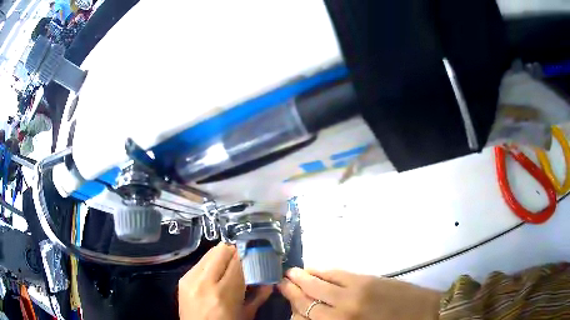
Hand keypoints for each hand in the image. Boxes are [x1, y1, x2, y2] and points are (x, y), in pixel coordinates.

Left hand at [178, 243, 271, 319]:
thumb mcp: (246, 314)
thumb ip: (259, 295)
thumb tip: (269, 278)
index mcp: (223, 294)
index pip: (238, 261)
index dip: (249, 255)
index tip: (257, 255)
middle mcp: (204, 282)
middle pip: (222, 250)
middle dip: (236, 252)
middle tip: (244, 260)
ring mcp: (190, 279)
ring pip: (210, 253)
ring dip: (222, 256)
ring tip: (230, 266)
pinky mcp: (182, 279)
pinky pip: (200, 262)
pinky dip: (211, 263)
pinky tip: (216, 274)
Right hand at [278, 268, 440, 319]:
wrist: (425, 314)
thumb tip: (314, 313)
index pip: (305, 315)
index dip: (293, 305)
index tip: (284, 295)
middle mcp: (342, 309)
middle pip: (309, 297)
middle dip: (293, 289)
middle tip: (282, 280)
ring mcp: (355, 292)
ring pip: (321, 283)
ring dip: (305, 277)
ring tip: (293, 272)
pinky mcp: (367, 279)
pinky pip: (339, 273)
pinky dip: (324, 271)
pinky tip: (317, 268)